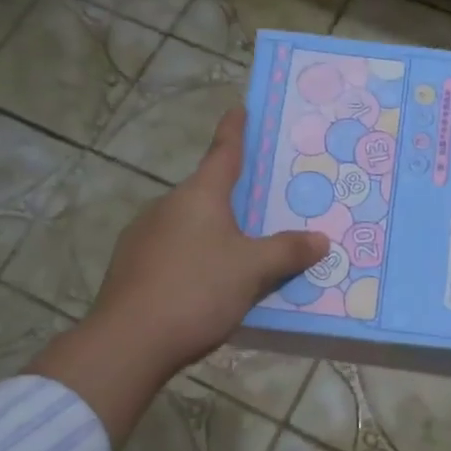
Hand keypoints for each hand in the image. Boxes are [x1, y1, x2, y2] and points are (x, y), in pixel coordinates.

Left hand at [28, 106, 326, 443]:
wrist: (129, 341)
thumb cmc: (197, 290)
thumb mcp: (252, 270)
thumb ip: (287, 252)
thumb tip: (321, 239)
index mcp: (199, 196)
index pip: (223, 152)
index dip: (235, 131)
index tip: (240, 109)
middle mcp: (167, 207)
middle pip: (207, 194)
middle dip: (233, 198)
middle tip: (263, 206)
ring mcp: (143, 236)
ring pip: (189, 226)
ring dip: (213, 233)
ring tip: (241, 255)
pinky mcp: (131, 268)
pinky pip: (173, 252)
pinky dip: (194, 259)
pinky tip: (207, 286)